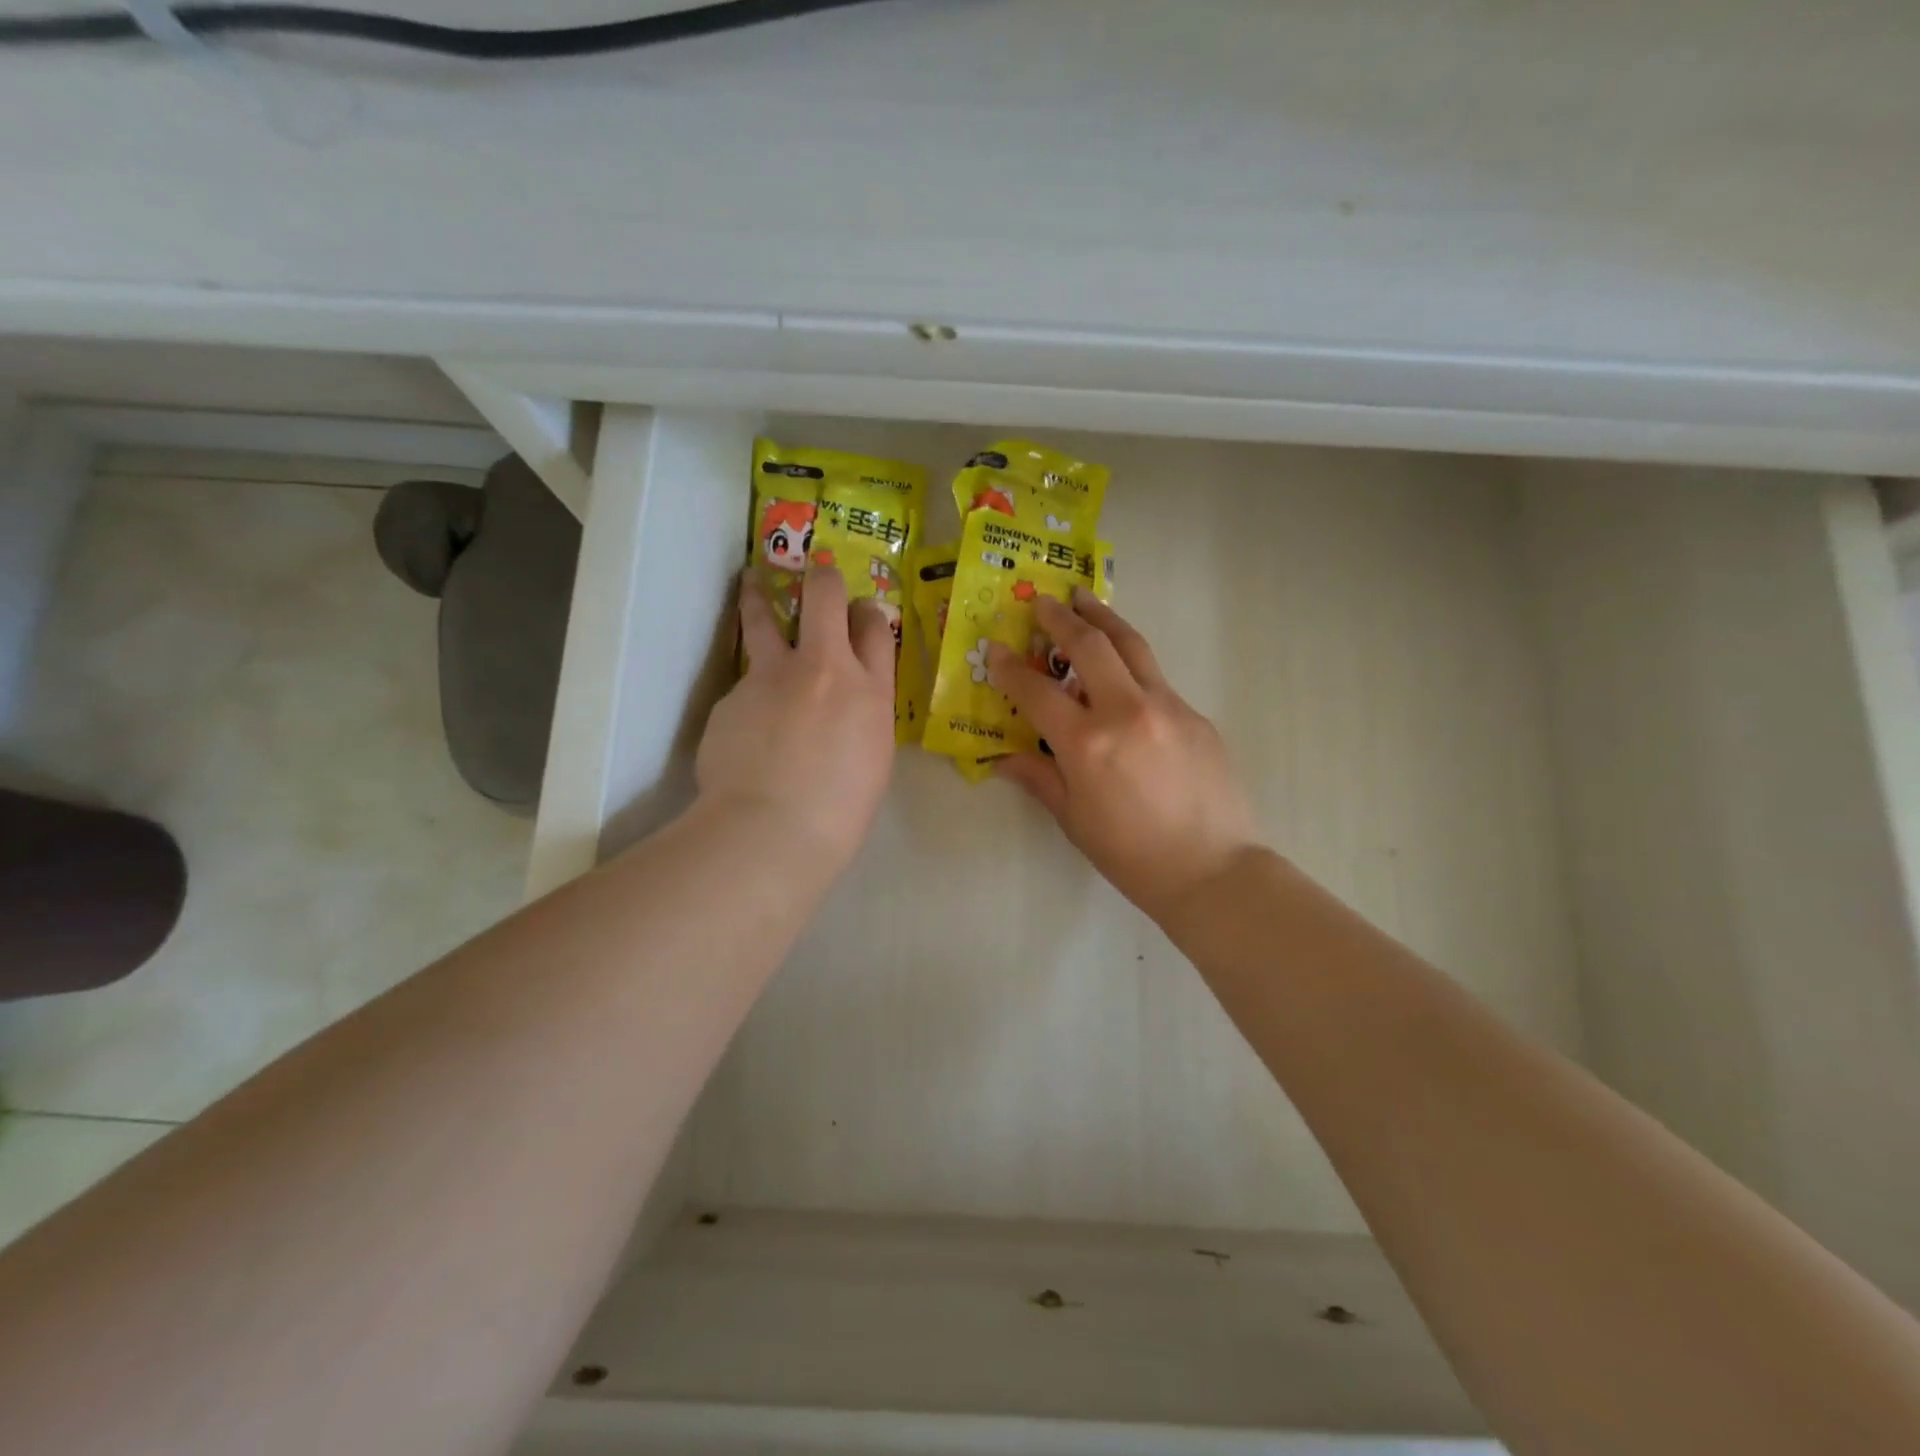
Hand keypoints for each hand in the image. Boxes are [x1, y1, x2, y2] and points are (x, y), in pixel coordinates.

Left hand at [696, 566, 896, 869]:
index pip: (875, 627)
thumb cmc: (840, 810)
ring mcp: (773, 675)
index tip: (860, 612)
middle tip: (815, 574)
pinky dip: (747, 693)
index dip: (868, 612)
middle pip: (826, 597)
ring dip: (759, 594)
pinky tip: (744, 727)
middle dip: (822, 579)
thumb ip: (863, 716)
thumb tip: (847, 701)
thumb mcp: (873, 758)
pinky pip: (743, 682)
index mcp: (870, 691)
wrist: (773, 828)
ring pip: (765, 616)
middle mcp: (824, 667)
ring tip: (751, 581)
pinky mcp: (733, 694)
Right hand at [988, 589, 1260, 924]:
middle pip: (1090, 646)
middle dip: (1062, 618)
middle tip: (1044, 602)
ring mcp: (1168, 707)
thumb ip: (1039, 779)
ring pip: (1132, 646)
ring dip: (1104, 618)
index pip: (1037, 691)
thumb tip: (1004, 759)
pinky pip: (1157, 680)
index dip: (1010, 668)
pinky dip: (1132, 666)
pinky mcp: (1196, 715)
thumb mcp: (1074, 820)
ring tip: (1086, 599)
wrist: (1213, 872)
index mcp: (1087, 743)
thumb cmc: (1132, 855)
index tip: (996, 650)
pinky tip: (1123, 678)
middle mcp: (1127, 711)